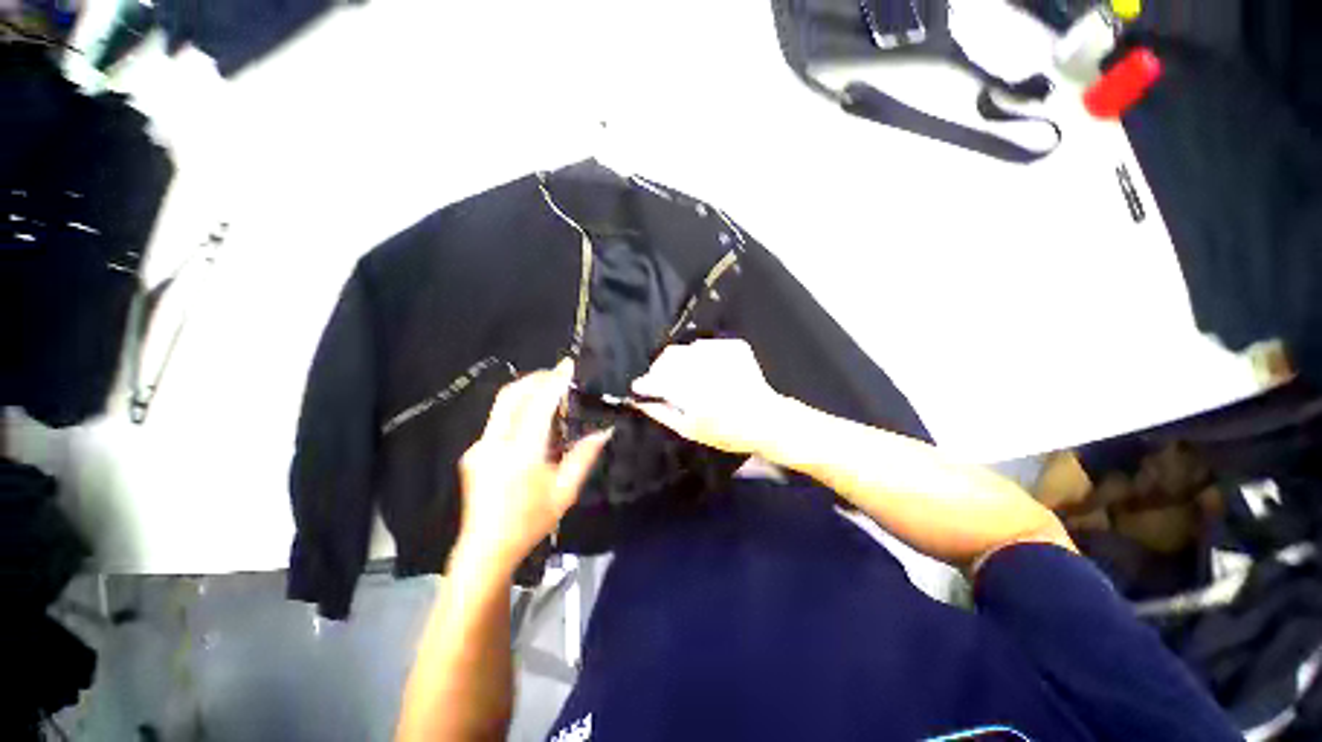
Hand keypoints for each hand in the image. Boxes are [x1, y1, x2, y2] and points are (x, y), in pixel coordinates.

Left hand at [456, 360, 610, 574]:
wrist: (485, 549)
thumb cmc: (530, 522)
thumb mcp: (565, 492)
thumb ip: (584, 457)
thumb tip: (604, 430)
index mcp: (521, 454)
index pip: (538, 405)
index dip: (554, 381)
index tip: (569, 365)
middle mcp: (495, 443)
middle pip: (512, 395)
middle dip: (536, 377)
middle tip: (559, 373)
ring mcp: (480, 446)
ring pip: (502, 404)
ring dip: (526, 390)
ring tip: (550, 388)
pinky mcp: (475, 451)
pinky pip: (499, 419)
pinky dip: (518, 407)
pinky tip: (533, 416)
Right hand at [630, 339, 785, 455]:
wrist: (766, 420)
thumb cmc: (727, 432)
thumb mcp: (690, 430)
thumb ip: (662, 413)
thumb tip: (639, 401)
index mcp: (698, 395)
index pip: (660, 380)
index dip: (646, 382)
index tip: (639, 386)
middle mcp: (710, 370)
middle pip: (670, 358)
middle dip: (659, 370)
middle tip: (659, 382)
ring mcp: (724, 355)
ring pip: (685, 349)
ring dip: (677, 363)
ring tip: (683, 378)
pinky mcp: (734, 346)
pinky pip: (703, 345)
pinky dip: (696, 356)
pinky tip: (702, 371)